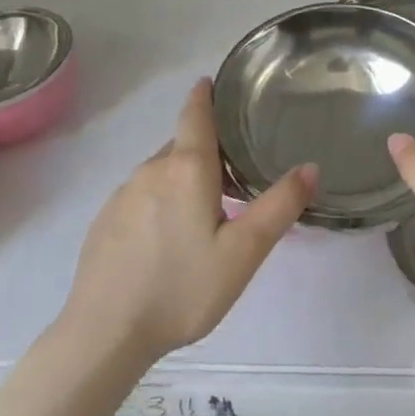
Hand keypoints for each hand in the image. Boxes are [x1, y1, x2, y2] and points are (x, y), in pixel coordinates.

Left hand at [64, 78, 314, 363]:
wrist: (104, 334)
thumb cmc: (181, 289)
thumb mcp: (243, 253)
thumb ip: (279, 207)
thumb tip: (310, 167)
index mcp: (187, 168)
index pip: (195, 114)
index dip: (204, 95)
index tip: (211, 82)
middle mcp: (151, 169)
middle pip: (183, 146)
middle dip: (206, 151)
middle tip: (234, 175)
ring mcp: (123, 195)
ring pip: (162, 173)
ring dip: (184, 180)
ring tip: (205, 213)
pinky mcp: (104, 221)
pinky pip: (141, 197)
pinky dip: (160, 203)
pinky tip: (167, 241)